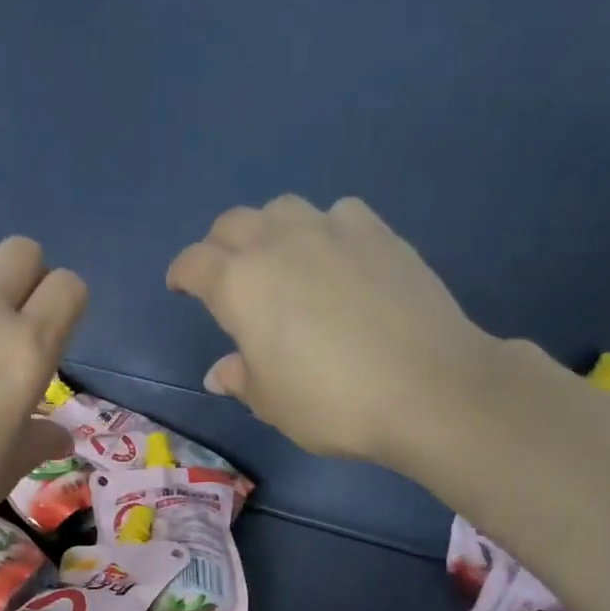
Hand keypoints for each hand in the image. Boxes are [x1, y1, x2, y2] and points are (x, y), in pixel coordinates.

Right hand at [168, 196, 495, 469]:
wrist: (428, 386)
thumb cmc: (332, 403)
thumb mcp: (273, 403)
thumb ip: (242, 379)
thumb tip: (222, 372)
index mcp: (240, 285)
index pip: (195, 264)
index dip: (182, 274)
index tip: (181, 287)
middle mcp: (279, 244)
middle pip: (234, 223)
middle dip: (220, 245)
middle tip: (226, 275)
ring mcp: (332, 230)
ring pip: (283, 208)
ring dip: (270, 230)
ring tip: (281, 261)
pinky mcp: (379, 232)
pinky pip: (337, 214)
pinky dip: (324, 230)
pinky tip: (336, 259)